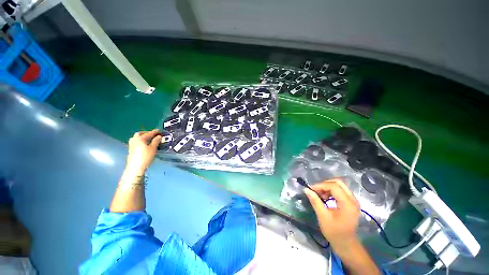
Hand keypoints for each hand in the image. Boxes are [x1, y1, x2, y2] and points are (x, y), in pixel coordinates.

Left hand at [125, 129, 161, 175]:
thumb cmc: (145, 157)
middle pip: (140, 134)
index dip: (155, 132)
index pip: (149, 133)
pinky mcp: (131, 149)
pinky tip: (144, 144)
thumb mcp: (153, 149)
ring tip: (148, 139)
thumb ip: (156, 141)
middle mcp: (135, 140)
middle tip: (153, 134)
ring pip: (136, 138)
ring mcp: (131, 145)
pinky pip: (135, 142)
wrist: (135, 167)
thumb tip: (159, 136)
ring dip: (142, 137)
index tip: (159, 130)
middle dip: (146, 133)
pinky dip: (140, 140)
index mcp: (140, 139)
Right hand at [304, 179, 360, 246]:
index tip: (310, 189)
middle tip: (316, 191)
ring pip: (339, 185)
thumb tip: (306, 189)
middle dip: (325, 184)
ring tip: (320, 195)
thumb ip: (315, 201)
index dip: (320, 185)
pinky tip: (326, 197)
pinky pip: (341, 190)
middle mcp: (353, 199)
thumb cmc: (334, 232)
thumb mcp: (323, 217)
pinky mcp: (351, 202)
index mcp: (347, 203)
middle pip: (338, 182)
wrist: (346, 244)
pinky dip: (331, 191)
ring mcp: (353, 200)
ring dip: (328, 187)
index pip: (333, 186)